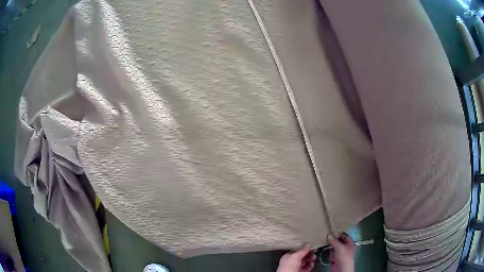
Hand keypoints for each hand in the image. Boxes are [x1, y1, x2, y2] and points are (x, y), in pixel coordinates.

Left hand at [276, 244, 315, 271]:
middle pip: (302, 257)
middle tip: (314, 252)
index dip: (304, 249)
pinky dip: (310, 265)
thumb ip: (302, 250)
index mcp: (288, 257)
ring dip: (310, 259)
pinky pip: (307, 268)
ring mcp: (296, 268)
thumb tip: (307, 245)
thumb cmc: (287, 267)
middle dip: (309, 254)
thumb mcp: (295, 256)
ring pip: (305, 262)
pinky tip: (312, 263)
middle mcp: (292, 262)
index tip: (310, 246)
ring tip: (314, 257)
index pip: (297, 251)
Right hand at [328, 233, 355, 271]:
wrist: (341, 269)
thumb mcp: (339, 247)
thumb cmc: (344, 257)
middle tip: (327, 239)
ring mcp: (341, 253)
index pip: (345, 236)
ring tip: (330, 249)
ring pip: (335, 248)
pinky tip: (331, 256)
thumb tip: (329, 235)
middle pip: (339, 242)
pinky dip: (331, 254)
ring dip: (332, 248)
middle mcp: (346, 247)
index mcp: (350, 243)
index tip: (331, 234)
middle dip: (334, 241)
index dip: (339, 234)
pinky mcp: (336, 258)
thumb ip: (334, 241)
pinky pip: (332, 254)